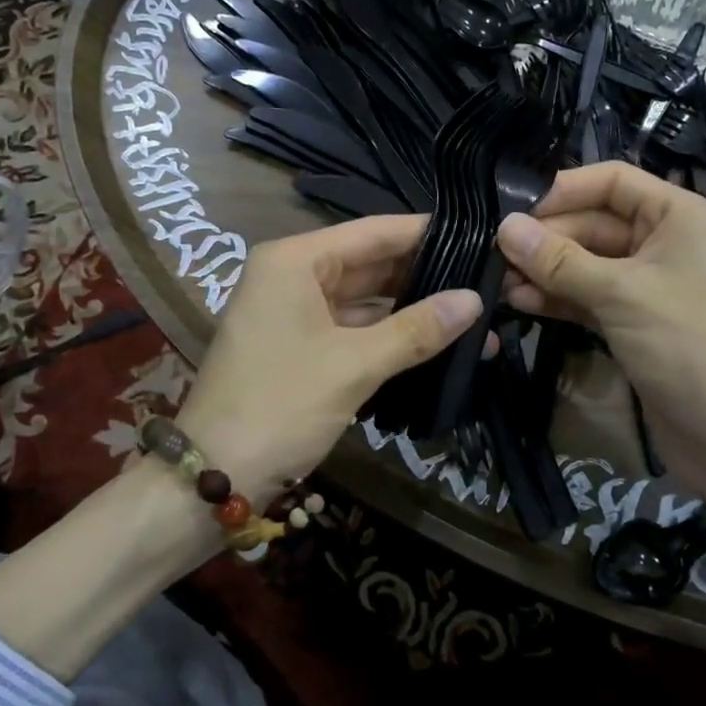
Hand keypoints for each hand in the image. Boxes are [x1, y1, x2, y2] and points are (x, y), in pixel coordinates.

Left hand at [177, 215, 481, 502]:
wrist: (216, 473)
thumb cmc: (281, 405)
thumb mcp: (354, 365)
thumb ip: (416, 330)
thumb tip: (475, 300)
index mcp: (296, 260)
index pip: (374, 232)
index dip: (428, 234)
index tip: (482, 238)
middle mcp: (292, 275)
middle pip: (370, 263)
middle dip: (426, 277)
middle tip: (489, 282)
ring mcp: (294, 311)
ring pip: (364, 299)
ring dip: (412, 311)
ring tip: (475, 316)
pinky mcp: (300, 345)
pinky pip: (352, 328)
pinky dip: (389, 336)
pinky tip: (435, 343)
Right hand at [496, 162, 705, 489]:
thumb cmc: (686, 344)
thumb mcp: (620, 294)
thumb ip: (559, 260)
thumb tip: (504, 228)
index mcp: (679, 217)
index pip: (613, 181)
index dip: (564, 189)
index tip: (513, 209)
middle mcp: (664, 242)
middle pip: (593, 223)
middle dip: (546, 238)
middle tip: (495, 252)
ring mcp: (647, 285)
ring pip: (585, 263)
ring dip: (545, 270)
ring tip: (499, 281)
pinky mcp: (632, 321)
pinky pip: (587, 296)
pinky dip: (557, 297)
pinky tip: (519, 301)